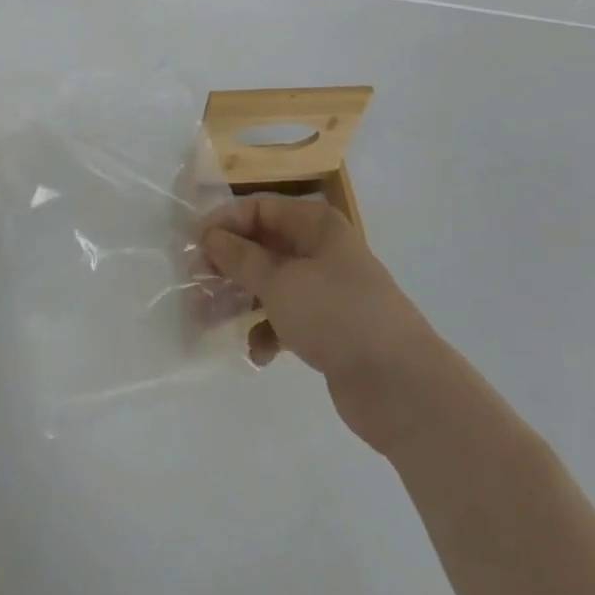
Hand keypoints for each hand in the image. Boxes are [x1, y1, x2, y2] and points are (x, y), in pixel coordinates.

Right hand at [201, 194, 446, 452]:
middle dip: (229, 266)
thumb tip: (210, 237)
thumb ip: (240, 259)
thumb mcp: (280, 282)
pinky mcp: (328, 327)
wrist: (401, 385)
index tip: (194, 248)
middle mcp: (320, 249)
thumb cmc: (337, 314)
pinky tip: (259, 354)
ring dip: (242, 300)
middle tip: (196, 286)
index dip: (225, 224)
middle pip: (263, 246)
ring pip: (271, 284)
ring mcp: (326, 289)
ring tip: (212, 321)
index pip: (259, 209)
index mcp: (315, 224)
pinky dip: (269, 331)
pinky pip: (287, 318)